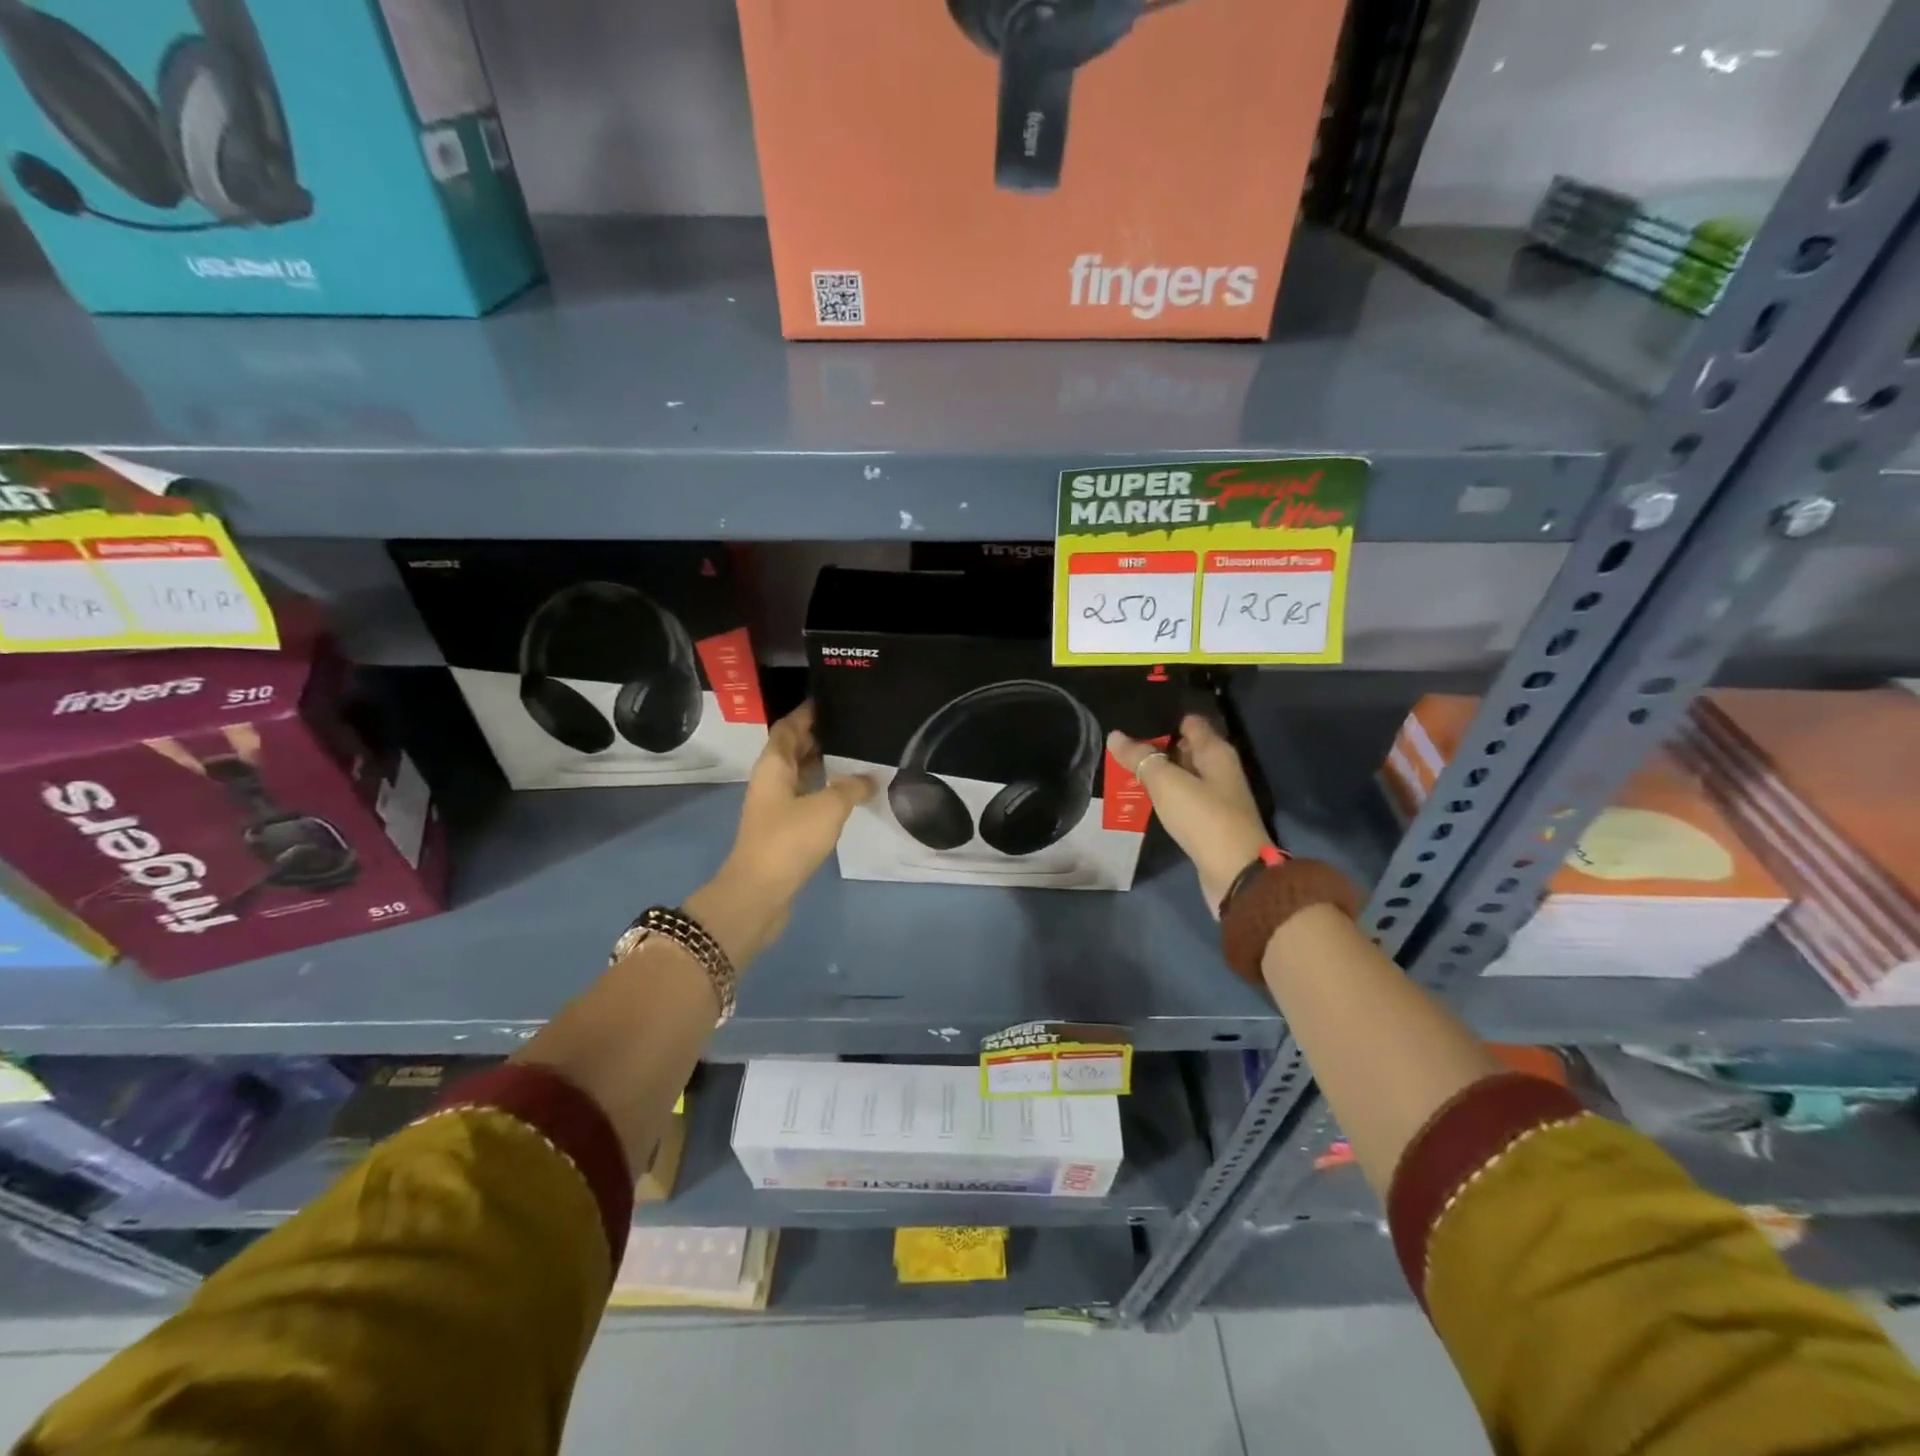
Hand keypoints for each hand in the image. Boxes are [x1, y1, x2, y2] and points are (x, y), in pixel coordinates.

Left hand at [688, 703, 874, 964]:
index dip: (807, 712)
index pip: (788, 727)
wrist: (760, 893)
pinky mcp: (784, 829)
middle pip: (793, 748)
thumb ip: (851, 787)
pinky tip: (849, 792)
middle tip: (853, 724)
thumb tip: (869, 777)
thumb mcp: (828, 807)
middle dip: (818, 735)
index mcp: (774, 766)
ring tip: (857, 753)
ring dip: (823, 763)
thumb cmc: (789, 840)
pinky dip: (825, 789)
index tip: (832, 698)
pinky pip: (806, 797)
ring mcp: (776, 806)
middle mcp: (771, 781)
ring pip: (800, 774)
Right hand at [1108, 714, 1273, 916]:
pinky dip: (1164, 795)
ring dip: (1158, 772)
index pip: (1191, 723)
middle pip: (1186, 748)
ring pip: (1182, 775)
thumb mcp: (1167, 783)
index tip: (1135, 716)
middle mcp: (1219, 770)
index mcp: (1216, 752)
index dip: (1165, 717)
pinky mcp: (1209, 821)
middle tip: (1121, 742)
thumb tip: (1115, 735)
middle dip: (1157, 745)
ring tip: (1122, 766)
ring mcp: (1216, 797)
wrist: (1234, 872)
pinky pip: (1182, 798)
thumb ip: (1141, 758)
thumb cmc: (1203, 818)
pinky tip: (1143, 796)